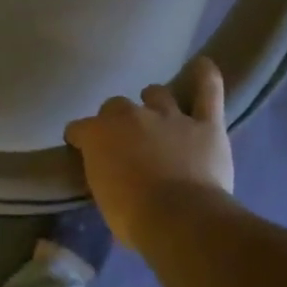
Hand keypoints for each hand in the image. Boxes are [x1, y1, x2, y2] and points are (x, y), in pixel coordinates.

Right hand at [65, 56, 236, 250]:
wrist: (181, 220)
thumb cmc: (133, 217)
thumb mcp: (104, 199)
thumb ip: (105, 175)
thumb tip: (112, 176)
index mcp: (98, 135)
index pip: (78, 128)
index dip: (80, 140)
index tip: (82, 151)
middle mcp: (130, 116)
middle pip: (116, 105)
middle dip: (118, 120)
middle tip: (126, 141)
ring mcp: (169, 116)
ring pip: (157, 94)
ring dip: (154, 103)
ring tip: (158, 117)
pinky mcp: (205, 124)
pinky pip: (208, 91)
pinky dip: (206, 77)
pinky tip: (203, 66)